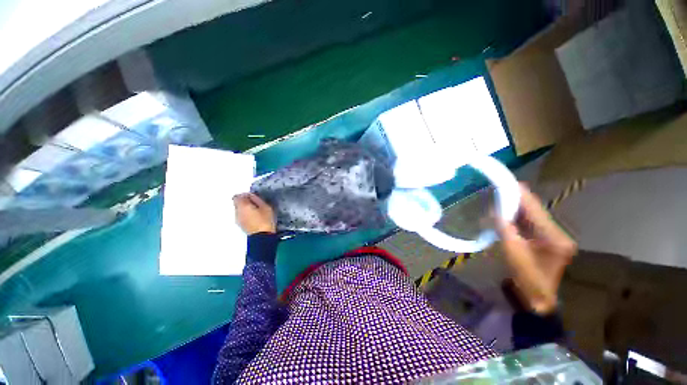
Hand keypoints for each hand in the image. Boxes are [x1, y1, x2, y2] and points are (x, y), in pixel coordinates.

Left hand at [233, 193, 275, 234]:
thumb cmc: (265, 220)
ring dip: (245, 208)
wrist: (262, 236)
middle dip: (244, 201)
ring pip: (239, 209)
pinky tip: (254, 216)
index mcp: (243, 206)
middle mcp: (237, 212)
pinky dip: (246, 214)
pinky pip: (241, 216)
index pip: (238, 196)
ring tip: (256, 210)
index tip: (252, 196)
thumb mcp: (265, 207)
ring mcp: (238, 219)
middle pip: (237, 203)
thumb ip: (257, 199)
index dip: (245, 195)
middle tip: (255, 202)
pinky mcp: (241, 225)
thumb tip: (251, 196)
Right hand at [496, 184, 576, 314]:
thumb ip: (505, 229)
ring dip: (516, 208)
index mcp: (554, 237)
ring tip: (500, 198)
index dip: (522, 196)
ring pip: (532, 216)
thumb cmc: (526, 278)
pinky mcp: (546, 240)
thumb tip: (496, 211)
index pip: (536, 210)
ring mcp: (553, 237)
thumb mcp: (513, 252)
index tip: (508, 183)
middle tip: (499, 189)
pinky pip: (530, 223)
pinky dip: (517, 217)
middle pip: (535, 211)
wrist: (537, 298)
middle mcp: (558, 234)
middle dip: (517, 200)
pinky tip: (506, 212)